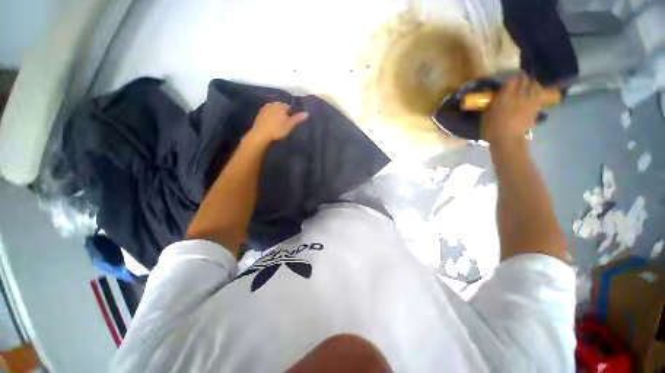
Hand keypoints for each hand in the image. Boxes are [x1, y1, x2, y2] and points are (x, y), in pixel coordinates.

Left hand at [246, 102, 308, 144]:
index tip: (290, 123)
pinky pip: (268, 115)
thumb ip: (298, 118)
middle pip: (281, 109)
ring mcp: (264, 109)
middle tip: (285, 126)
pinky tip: (271, 126)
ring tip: (278, 127)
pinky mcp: (259, 115)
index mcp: (280, 105)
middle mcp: (272, 104)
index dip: (291, 115)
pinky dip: (270, 119)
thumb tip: (307, 113)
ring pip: (274, 112)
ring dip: (277, 117)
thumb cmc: (278, 129)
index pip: (289, 107)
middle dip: (283, 115)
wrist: (261, 135)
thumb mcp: (290, 125)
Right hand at [481, 74, 542, 143]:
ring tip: (527, 85)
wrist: (507, 139)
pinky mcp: (536, 106)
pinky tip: (533, 93)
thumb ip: (493, 101)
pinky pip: (539, 93)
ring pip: (534, 84)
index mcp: (505, 96)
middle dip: (521, 78)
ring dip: (530, 82)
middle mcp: (519, 95)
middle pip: (524, 79)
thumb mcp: (487, 113)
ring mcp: (530, 100)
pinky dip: (537, 90)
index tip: (508, 79)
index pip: (511, 79)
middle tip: (517, 80)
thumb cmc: (492, 128)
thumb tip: (496, 93)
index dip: (510, 77)